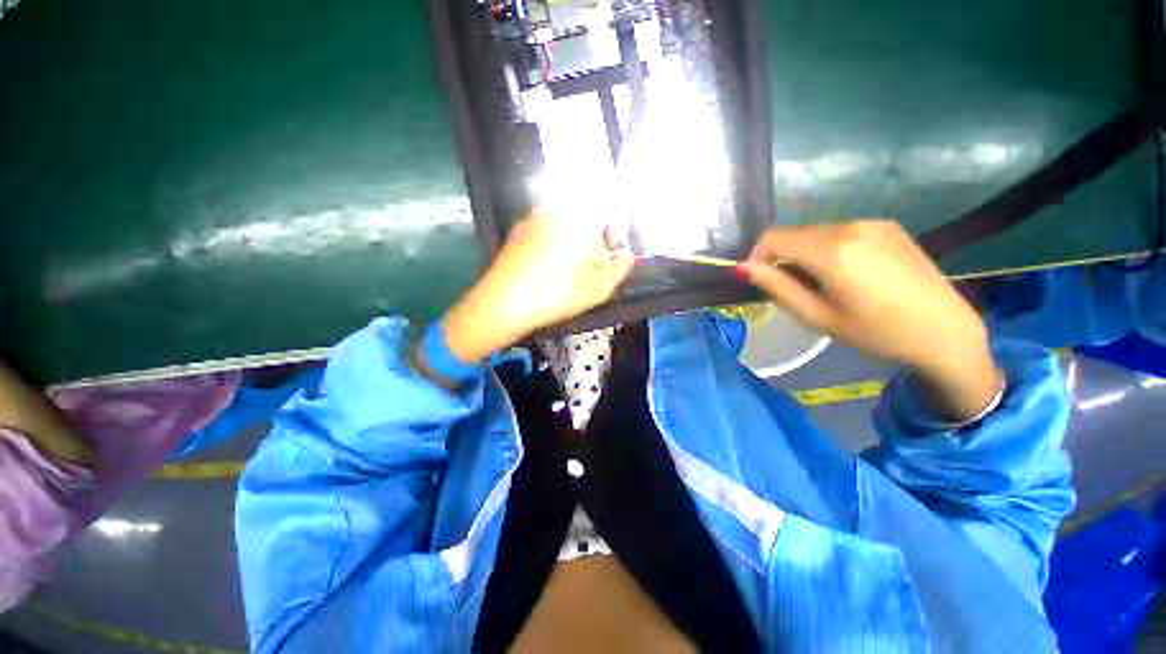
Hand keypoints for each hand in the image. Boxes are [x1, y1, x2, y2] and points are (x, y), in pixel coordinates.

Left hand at [443, 210, 634, 363]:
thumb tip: (628, 256)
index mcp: (580, 220)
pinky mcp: (519, 230)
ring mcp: (535, 218)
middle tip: (590, 267)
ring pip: (565, 223)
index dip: (614, 228)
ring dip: (573, 241)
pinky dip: (553, 243)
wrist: (501, 304)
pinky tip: (546, 269)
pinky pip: (546, 230)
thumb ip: (619, 269)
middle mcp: (557, 210)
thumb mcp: (597, 290)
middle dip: (594, 238)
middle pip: (586, 215)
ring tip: (567, 272)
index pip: (609, 205)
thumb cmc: (555, 296)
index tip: (612, 251)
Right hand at [737, 220, 1002, 420]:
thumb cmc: (876, 332)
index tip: (758, 278)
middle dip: (782, 256)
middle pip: (795, 233)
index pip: (774, 237)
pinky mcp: (888, 225)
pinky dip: (828, 248)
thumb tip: (743, 268)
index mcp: (833, 250)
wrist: (944, 331)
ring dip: (805, 252)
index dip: (757, 255)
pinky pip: (841, 231)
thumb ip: (777, 287)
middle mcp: (851, 226)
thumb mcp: (817, 316)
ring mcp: (873, 222)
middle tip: (790, 288)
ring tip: (820, 283)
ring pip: (817, 232)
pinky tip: (846, 272)